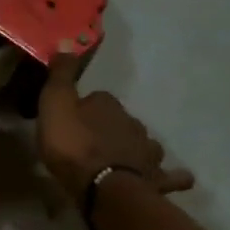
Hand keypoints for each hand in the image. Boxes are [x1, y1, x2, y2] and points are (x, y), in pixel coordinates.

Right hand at [37, 44, 194, 203]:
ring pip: (145, 144)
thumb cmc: (74, 146)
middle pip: (122, 121)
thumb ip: (60, 76)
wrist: (103, 187)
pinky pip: (169, 176)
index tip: (71, 119)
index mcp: (108, 104)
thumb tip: (66, 42)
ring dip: (138, 149)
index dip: (84, 108)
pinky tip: (174, 178)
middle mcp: (133, 123)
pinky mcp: (156, 179)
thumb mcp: (55, 105)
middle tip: (93, 142)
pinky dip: (172, 176)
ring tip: (126, 159)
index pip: (97, 98)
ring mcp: (148, 152)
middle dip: (111, 128)